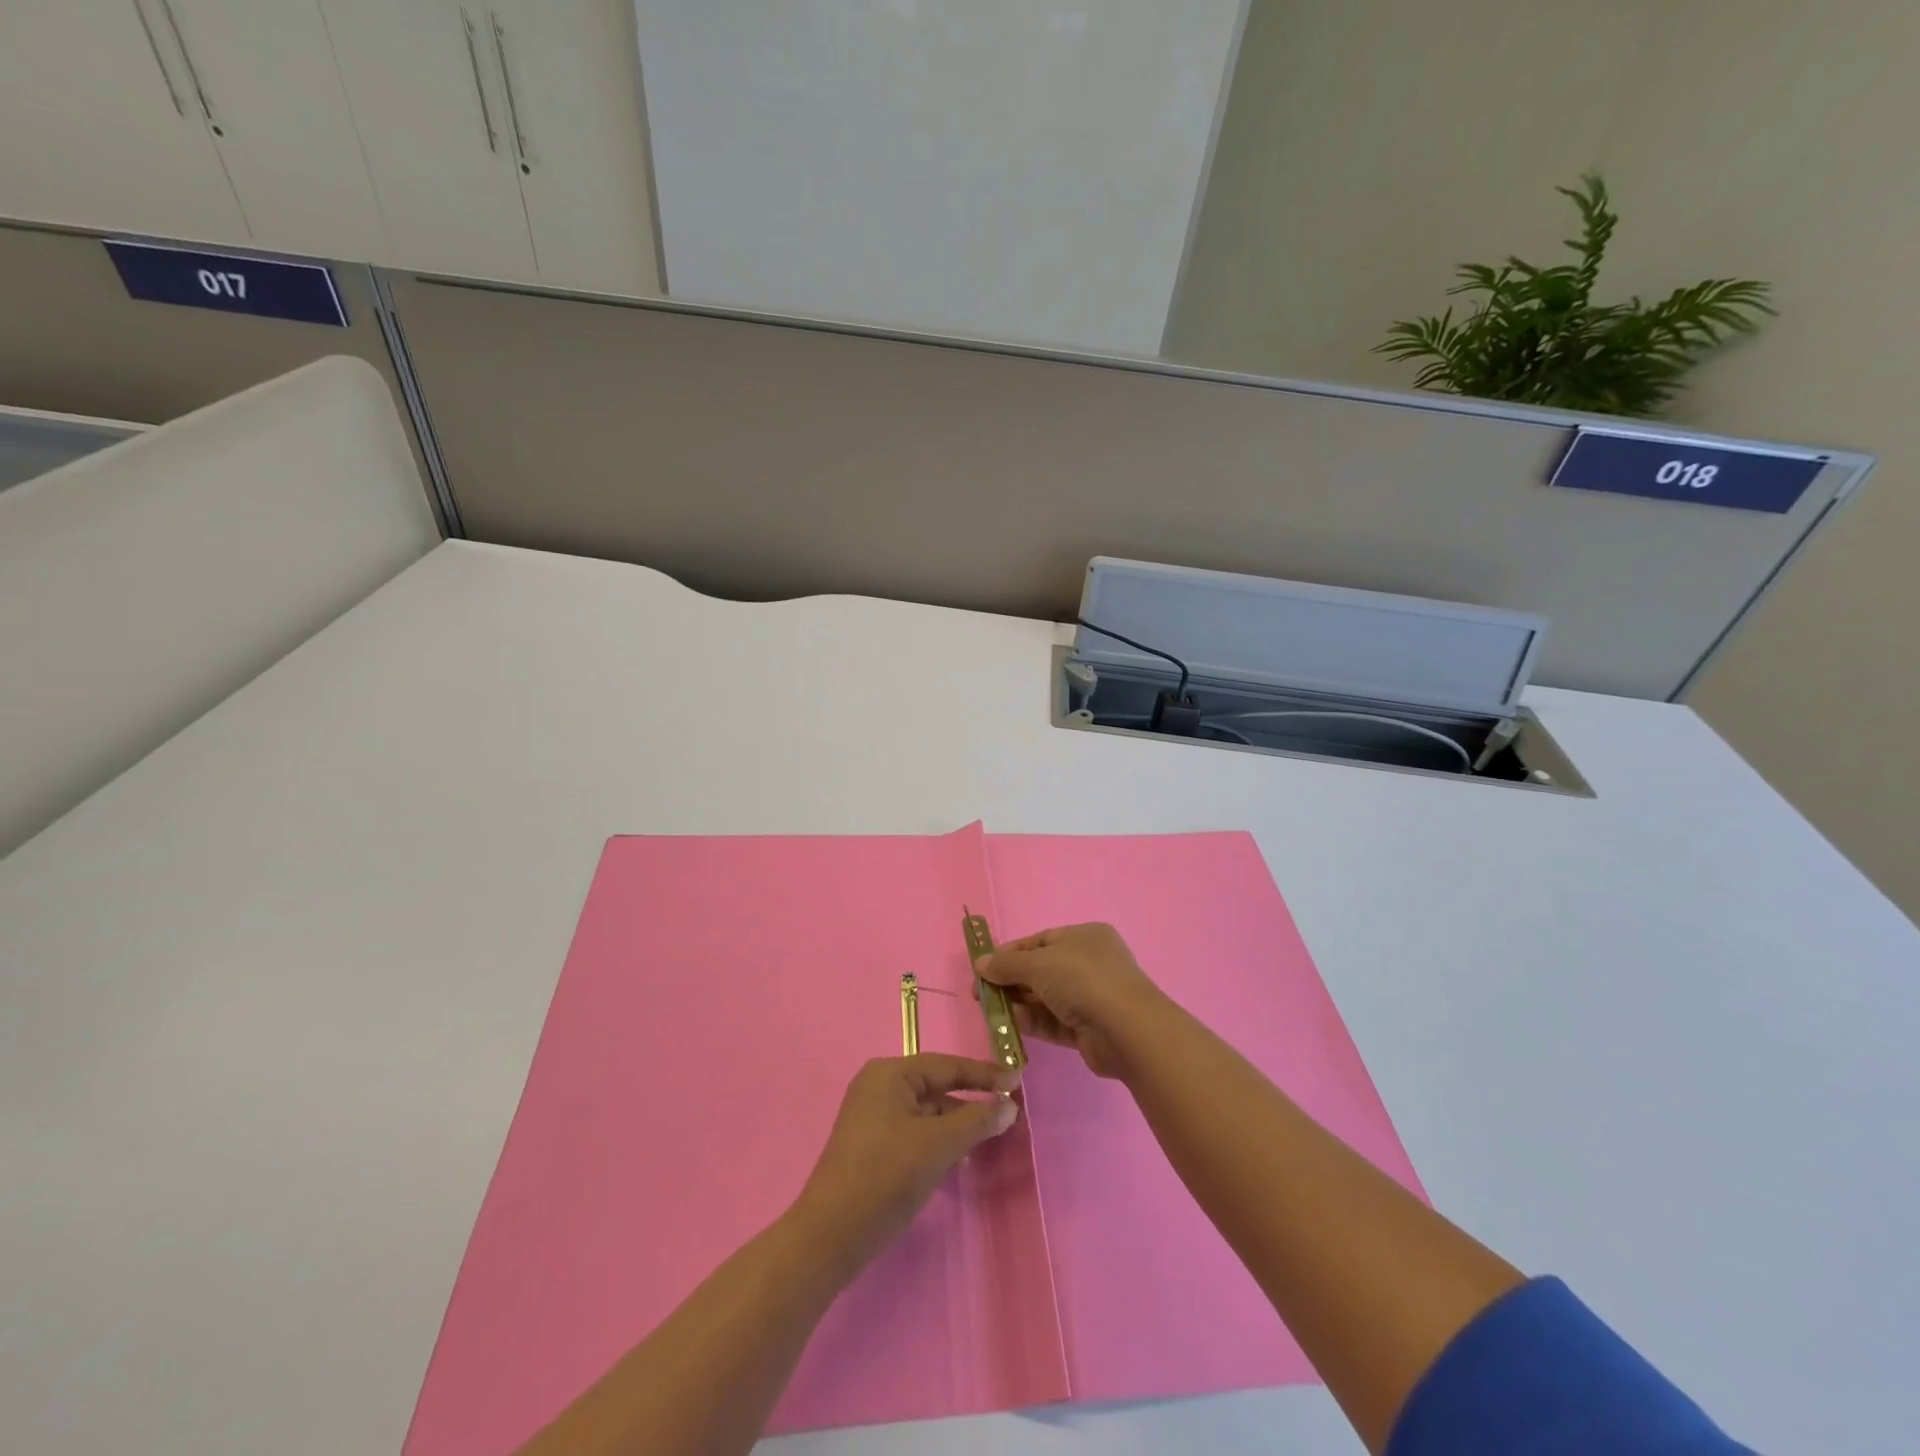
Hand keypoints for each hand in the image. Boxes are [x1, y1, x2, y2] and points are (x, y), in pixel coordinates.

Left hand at [792, 1055, 1019, 1271]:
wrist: (830, 1236)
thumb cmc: (886, 1177)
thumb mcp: (938, 1145)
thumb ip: (977, 1120)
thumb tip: (1009, 1104)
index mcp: (890, 1074)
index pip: (947, 1065)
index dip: (985, 1074)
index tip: (1019, 1079)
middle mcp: (878, 1086)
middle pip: (936, 1086)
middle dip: (971, 1100)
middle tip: (1008, 1111)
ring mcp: (872, 1115)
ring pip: (926, 1111)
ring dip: (956, 1123)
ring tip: (988, 1138)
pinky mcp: (871, 1144)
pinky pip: (914, 1130)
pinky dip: (938, 1139)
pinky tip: (958, 1158)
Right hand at [975, 922, 1169, 1078]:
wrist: (1127, 1030)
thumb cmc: (1083, 980)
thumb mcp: (1040, 964)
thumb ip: (1007, 964)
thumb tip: (980, 963)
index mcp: (1084, 937)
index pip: (1039, 941)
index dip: (1009, 953)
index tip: (982, 967)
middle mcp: (1088, 963)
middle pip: (1040, 970)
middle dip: (1010, 980)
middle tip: (980, 994)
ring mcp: (1090, 997)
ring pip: (1045, 997)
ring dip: (1018, 1003)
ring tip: (988, 1010)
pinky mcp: (1087, 1028)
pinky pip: (1053, 1021)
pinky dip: (1032, 1022)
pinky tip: (1008, 1026)